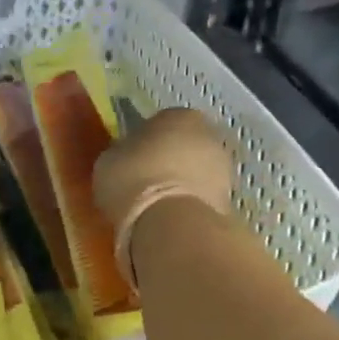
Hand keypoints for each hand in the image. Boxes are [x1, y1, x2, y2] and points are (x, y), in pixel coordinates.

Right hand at [93, 108, 232, 283]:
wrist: (171, 224)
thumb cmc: (133, 181)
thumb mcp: (108, 162)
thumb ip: (120, 155)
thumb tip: (124, 159)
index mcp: (178, 115)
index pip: (158, 124)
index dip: (142, 145)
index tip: (130, 165)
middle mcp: (209, 134)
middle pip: (183, 148)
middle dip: (167, 165)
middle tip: (143, 188)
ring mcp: (225, 168)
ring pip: (196, 175)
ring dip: (182, 187)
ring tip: (157, 211)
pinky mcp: (229, 202)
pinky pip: (201, 201)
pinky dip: (189, 209)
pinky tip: (171, 224)